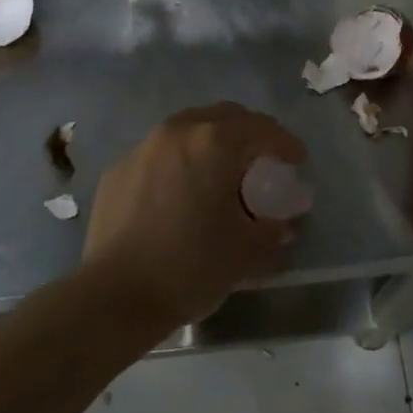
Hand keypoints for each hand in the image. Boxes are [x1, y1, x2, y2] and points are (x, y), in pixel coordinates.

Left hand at [82, 102, 306, 327]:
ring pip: (188, 129)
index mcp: (214, 142)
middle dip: (249, 133)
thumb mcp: (245, 251)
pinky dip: (179, 162)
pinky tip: (181, 193)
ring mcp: (143, 147)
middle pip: (224, 116)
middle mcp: (178, 132)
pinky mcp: (118, 169)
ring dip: (211, 143)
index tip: (298, 161)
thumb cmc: (190, 266)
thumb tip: (281, 225)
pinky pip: (159, 153)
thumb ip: (271, 230)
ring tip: (221, 174)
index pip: (262, 129)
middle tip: (262, 161)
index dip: (286, 143)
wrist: (114, 296)